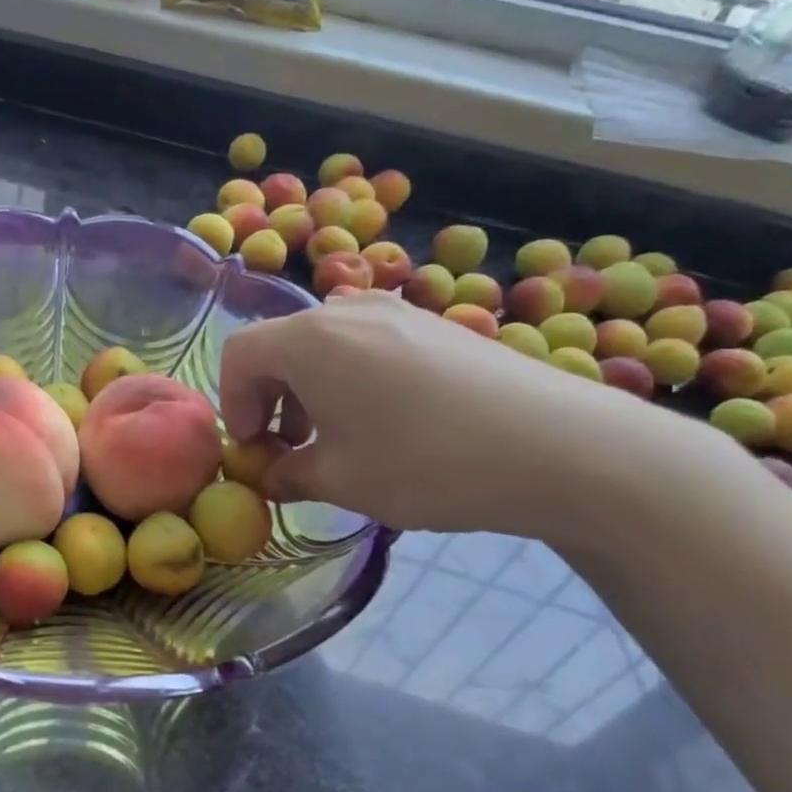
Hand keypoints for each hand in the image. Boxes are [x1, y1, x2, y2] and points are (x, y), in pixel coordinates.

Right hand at [219, 291, 719, 538]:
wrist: (559, 446)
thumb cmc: (426, 462)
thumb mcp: (342, 481)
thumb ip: (289, 475)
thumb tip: (273, 475)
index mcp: (309, 339)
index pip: (238, 355)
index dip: (232, 405)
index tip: (254, 450)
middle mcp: (346, 310)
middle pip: (281, 346)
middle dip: (271, 400)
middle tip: (291, 451)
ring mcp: (397, 311)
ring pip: (325, 345)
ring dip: (311, 391)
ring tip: (338, 440)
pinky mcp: (435, 325)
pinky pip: (367, 344)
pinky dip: (351, 380)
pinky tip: (387, 424)